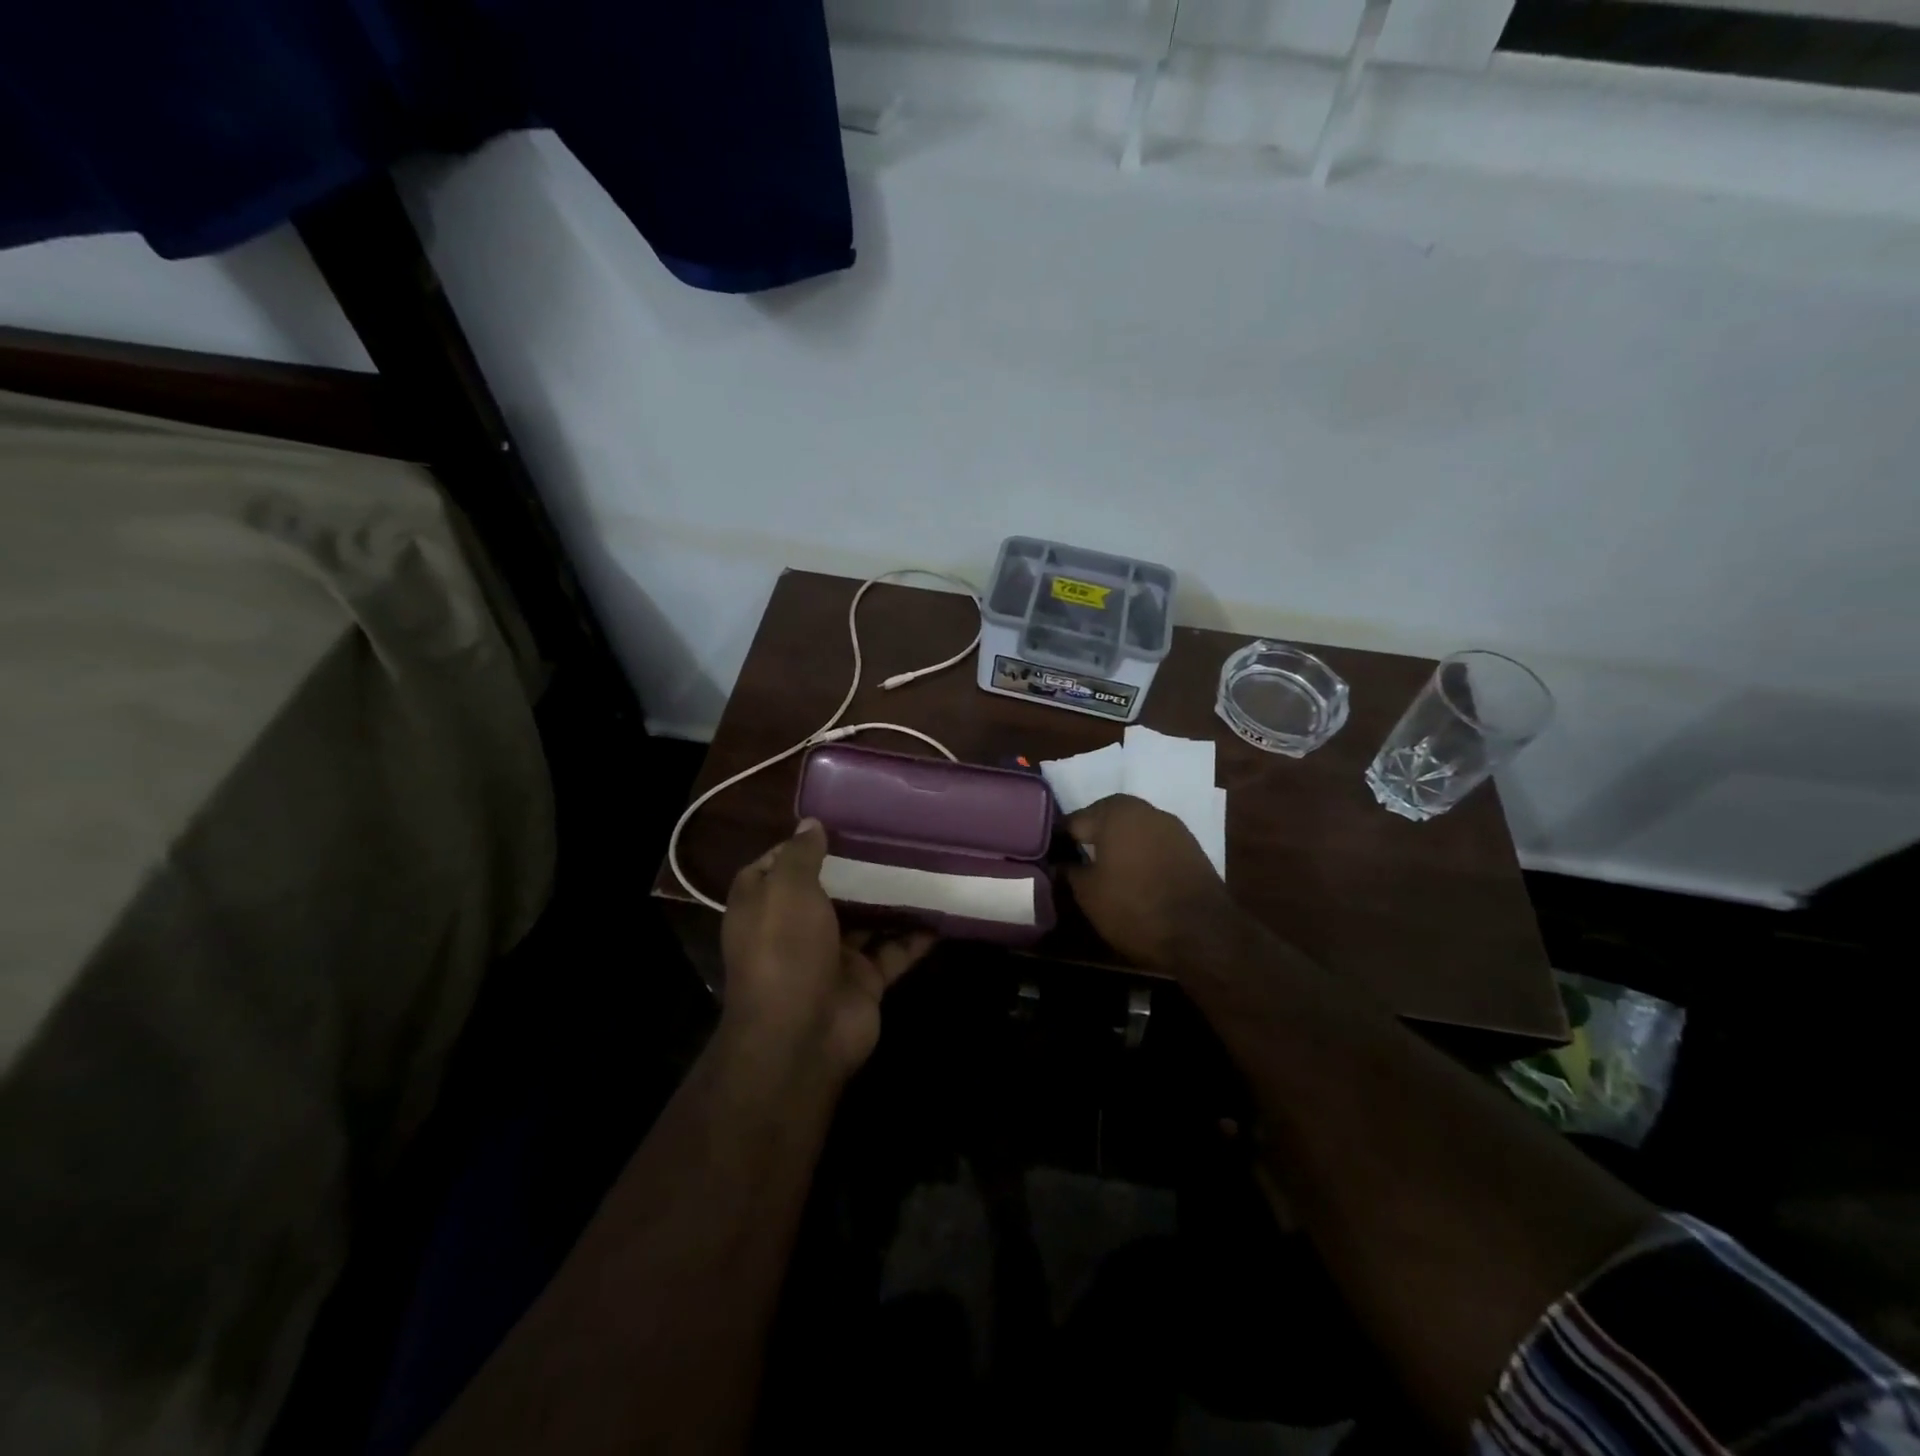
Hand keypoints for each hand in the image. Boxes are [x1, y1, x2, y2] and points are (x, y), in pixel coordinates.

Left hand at [721, 820, 935, 1077]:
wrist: (801, 1036)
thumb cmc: (785, 950)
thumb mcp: (787, 889)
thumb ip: (802, 854)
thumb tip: (812, 824)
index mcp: (763, 905)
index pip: (777, 865)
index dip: (801, 845)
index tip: (836, 824)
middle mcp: (794, 928)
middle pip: (826, 890)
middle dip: (854, 868)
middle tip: (891, 837)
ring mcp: (831, 955)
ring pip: (864, 919)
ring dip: (888, 898)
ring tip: (921, 864)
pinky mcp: (863, 979)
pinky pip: (893, 950)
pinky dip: (915, 935)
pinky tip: (941, 912)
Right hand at [1065, 794, 1238, 971]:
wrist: (1203, 933)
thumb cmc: (1135, 906)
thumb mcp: (1088, 894)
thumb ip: (1069, 872)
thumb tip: (1060, 864)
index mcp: (1115, 811)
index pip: (1073, 821)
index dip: (1058, 843)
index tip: (1050, 862)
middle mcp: (1145, 809)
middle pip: (1105, 821)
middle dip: (1090, 840)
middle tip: (1076, 868)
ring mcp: (1173, 827)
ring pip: (1132, 832)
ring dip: (1118, 848)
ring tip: (1105, 876)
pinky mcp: (1192, 848)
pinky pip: (1154, 846)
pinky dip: (1141, 857)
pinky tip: (1134, 880)